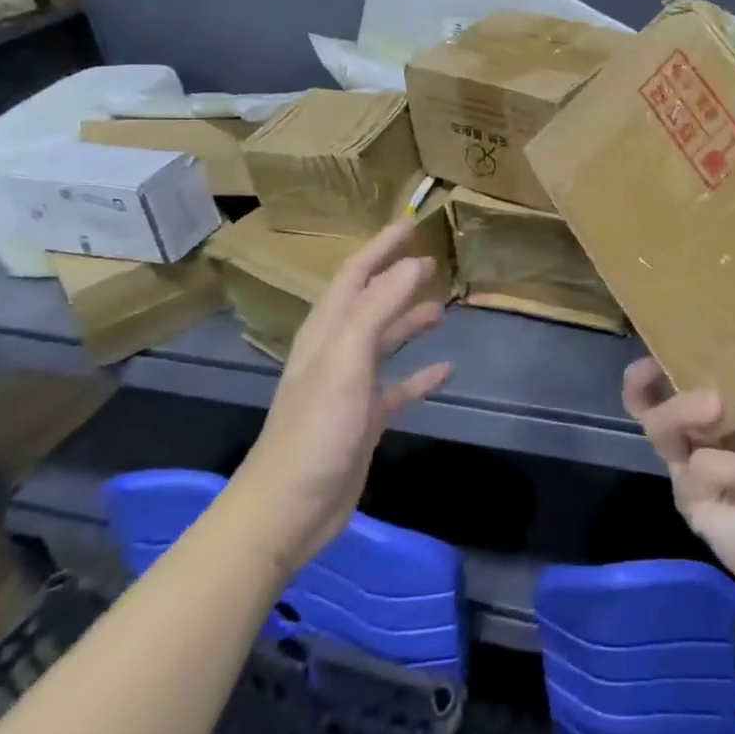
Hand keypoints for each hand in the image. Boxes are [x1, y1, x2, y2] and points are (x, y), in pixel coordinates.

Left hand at [232, 220, 451, 572]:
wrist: (288, 508)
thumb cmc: (316, 429)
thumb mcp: (346, 362)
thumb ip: (378, 309)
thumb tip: (412, 265)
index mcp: (327, 333)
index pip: (355, 275)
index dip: (381, 248)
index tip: (410, 225)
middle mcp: (336, 352)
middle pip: (370, 303)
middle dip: (397, 279)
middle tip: (433, 262)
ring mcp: (350, 387)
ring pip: (385, 342)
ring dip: (410, 322)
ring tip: (442, 308)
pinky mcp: (365, 419)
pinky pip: (398, 388)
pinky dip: (420, 376)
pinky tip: (446, 370)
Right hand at [621, 359, 734, 615]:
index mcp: (722, 414)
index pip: (673, 384)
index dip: (655, 367)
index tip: (657, 348)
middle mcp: (698, 438)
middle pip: (650, 405)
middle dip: (657, 386)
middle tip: (699, 385)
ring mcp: (690, 470)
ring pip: (661, 430)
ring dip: (687, 413)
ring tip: (716, 407)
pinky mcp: (692, 500)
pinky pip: (700, 468)